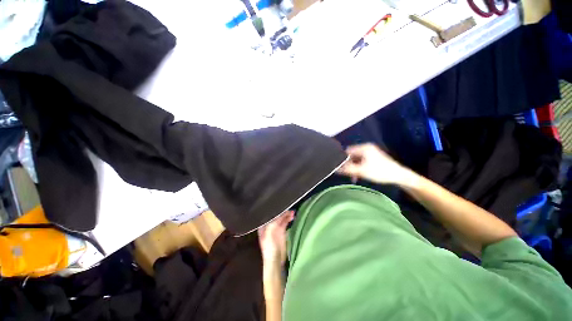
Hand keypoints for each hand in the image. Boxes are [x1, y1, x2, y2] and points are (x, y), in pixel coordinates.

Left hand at [258, 211, 294, 266]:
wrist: (275, 260)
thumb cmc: (269, 247)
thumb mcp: (269, 233)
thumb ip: (273, 223)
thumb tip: (280, 214)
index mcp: (263, 225)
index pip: (269, 214)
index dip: (274, 209)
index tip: (280, 204)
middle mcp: (269, 225)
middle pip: (276, 215)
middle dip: (282, 211)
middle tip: (288, 207)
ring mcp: (276, 228)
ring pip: (281, 218)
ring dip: (286, 214)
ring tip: (292, 212)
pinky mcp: (282, 231)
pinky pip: (285, 222)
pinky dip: (288, 218)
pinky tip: (292, 216)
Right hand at [338, 143, 410, 184]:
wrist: (398, 175)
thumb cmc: (380, 172)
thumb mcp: (361, 171)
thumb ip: (347, 169)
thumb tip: (335, 169)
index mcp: (364, 148)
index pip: (347, 151)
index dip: (342, 159)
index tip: (339, 168)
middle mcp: (366, 148)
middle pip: (351, 155)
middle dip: (348, 165)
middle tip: (347, 174)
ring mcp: (370, 152)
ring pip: (356, 159)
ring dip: (353, 167)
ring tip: (353, 177)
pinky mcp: (372, 157)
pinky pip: (361, 161)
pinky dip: (358, 167)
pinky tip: (358, 175)